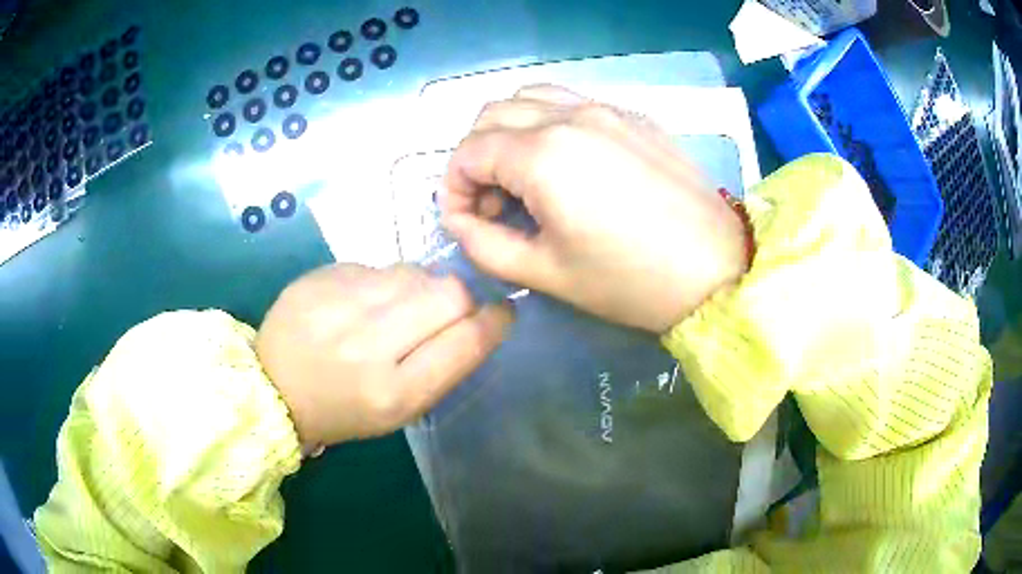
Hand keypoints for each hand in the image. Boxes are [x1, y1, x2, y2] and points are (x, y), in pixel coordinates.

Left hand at [255, 264, 513, 451]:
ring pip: (415, 272)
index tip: (501, 312)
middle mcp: (368, 346)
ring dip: (419, 288)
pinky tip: (361, 302)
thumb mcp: (399, 410)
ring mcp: (340, 305)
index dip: (494, 321)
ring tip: (395, 308)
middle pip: (448, 293)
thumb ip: (443, 367)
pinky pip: (378, 266)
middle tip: (444, 311)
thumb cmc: (343, 409)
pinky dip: (383, 282)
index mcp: (393, 393)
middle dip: (459, 299)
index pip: (465, 342)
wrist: (272, 387)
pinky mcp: (321, 277)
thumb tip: (476, 318)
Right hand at [442, 85, 748, 332]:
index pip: (468, 152)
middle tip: (492, 202)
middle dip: (476, 157)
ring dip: (509, 130)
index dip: (452, 187)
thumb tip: (459, 220)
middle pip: (492, 114)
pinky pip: (572, 101)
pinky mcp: (634, 116)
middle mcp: (570, 117)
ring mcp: (606, 109)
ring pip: (531, 97)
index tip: (464, 221)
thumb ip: (485, 245)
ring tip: (523, 175)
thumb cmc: (630, 281)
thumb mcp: (545, 273)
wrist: (716, 270)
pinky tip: (567, 161)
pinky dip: (548, 122)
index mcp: (543, 155)